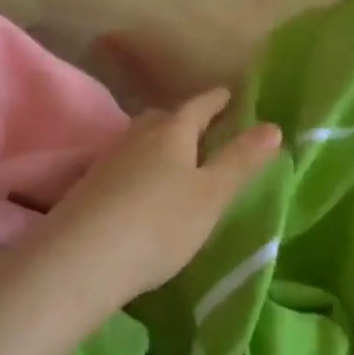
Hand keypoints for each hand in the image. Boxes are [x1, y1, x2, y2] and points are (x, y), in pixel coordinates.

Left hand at [20, 90, 281, 305]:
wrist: (80, 259)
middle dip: (186, 120)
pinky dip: (140, 167)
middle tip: (205, 128)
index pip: (200, 105)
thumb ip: (241, 161)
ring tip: (175, 159)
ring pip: (141, 140)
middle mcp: (138, 136)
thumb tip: (273, 126)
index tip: (230, 94)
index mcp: (173, 131)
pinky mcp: (89, 186)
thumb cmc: (159, 223)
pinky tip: (142, 189)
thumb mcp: (211, 195)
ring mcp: (109, 159)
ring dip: (160, 143)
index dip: (217, 100)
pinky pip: (125, 164)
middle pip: (165, 118)